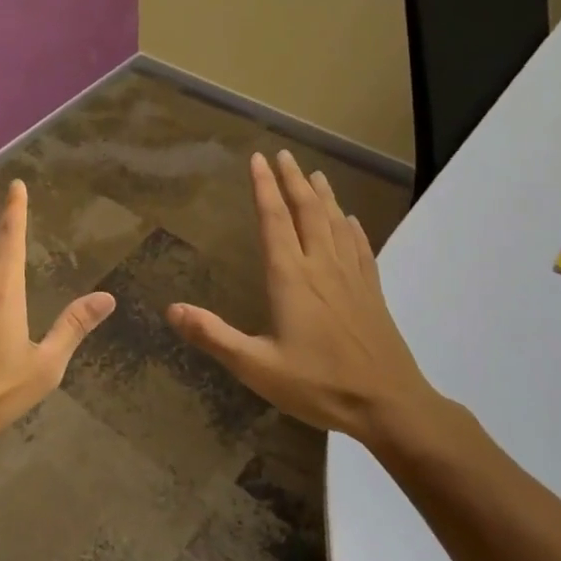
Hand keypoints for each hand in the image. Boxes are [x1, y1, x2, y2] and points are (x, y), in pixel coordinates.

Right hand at [165, 150, 443, 447]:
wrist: (390, 406)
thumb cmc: (319, 385)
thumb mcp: (257, 367)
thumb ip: (213, 336)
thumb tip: (171, 309)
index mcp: (291, 277)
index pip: (274, 220)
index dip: (264, 187)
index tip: (257, 159)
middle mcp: (322, 267)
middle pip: (308, 211)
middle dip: (293, 180)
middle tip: (284, 154)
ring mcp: (351, 277)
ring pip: (336, 223)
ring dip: (323, 195)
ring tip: (315, 174)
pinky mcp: (372, 291)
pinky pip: (361, 247)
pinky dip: (353, 227)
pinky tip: (351, 220)